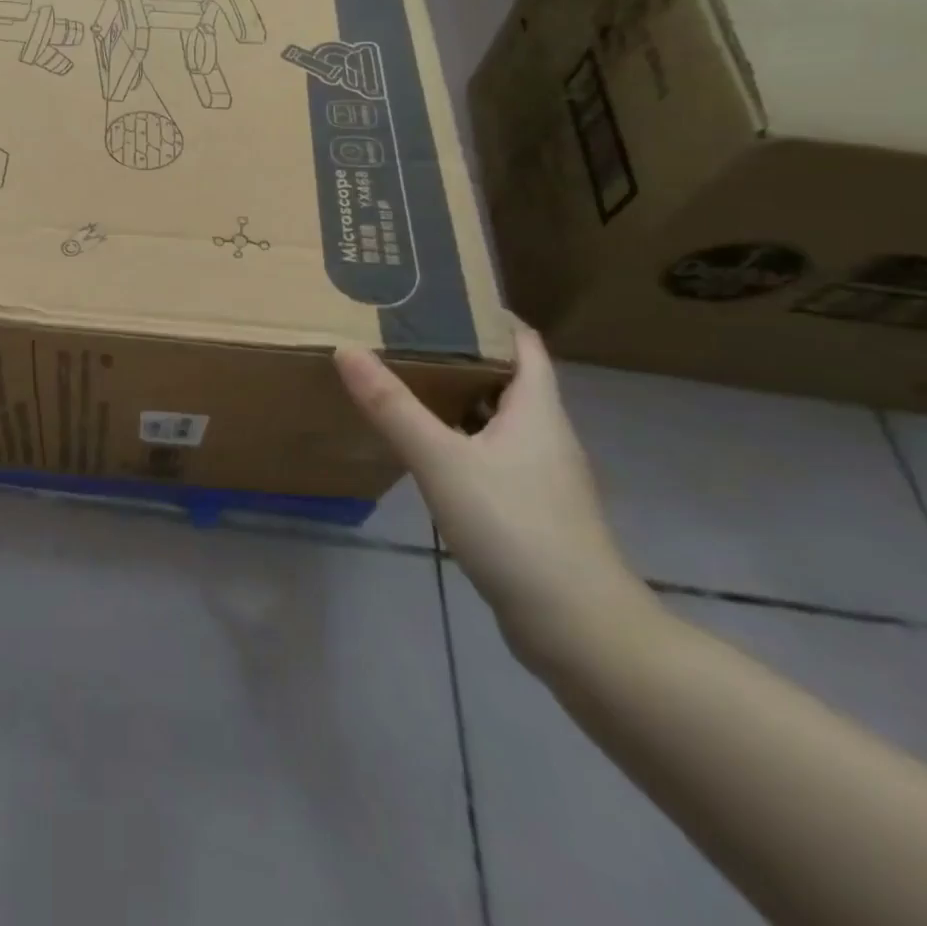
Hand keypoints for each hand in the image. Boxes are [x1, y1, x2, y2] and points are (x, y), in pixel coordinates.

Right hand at [335, 325, 652, 669]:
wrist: (580, 629)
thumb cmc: (515, 528)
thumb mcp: (442, 460)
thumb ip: (392, 407)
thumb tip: (346, 349)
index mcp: (537, 411)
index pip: (524, 344)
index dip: (491, 316)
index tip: (443, 297)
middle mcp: (546, 436)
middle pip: (507, 378)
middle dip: (461, 353)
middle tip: (406, 334)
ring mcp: (542, 476)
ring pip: (497, 419)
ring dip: (458, 397)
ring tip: (405, 381)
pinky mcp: (531, 510)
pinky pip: (492, 455)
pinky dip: (460, 439)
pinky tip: (426, 450)